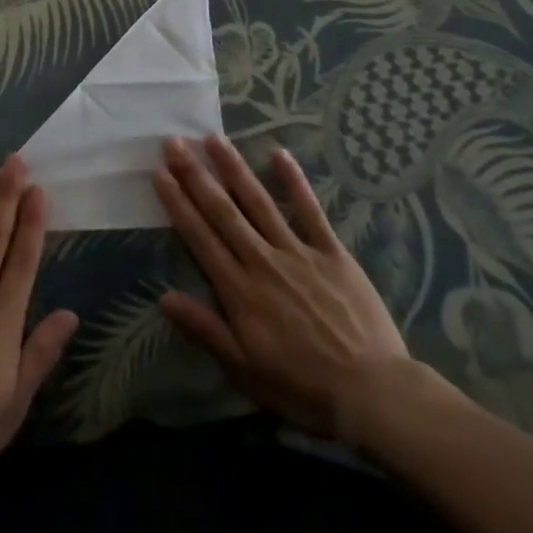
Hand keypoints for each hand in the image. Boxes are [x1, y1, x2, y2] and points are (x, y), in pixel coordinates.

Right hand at [153, 135, 428, 445]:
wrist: (373, 394)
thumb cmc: (304, 389)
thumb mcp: (245, 371)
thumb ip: (206, 330)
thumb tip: (164, 296)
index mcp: (239, 290)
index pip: (200, 237)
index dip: (178, 204)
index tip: (159, 173)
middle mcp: (262, 261)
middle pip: (223, 211)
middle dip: (196, 175)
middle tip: (175, 142)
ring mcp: (298, 252)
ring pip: (259, 202)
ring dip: (234, 168)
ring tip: (213, 138)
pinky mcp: (331, 252)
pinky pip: (310, 210)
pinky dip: (294, 181)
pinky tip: (279, 154)